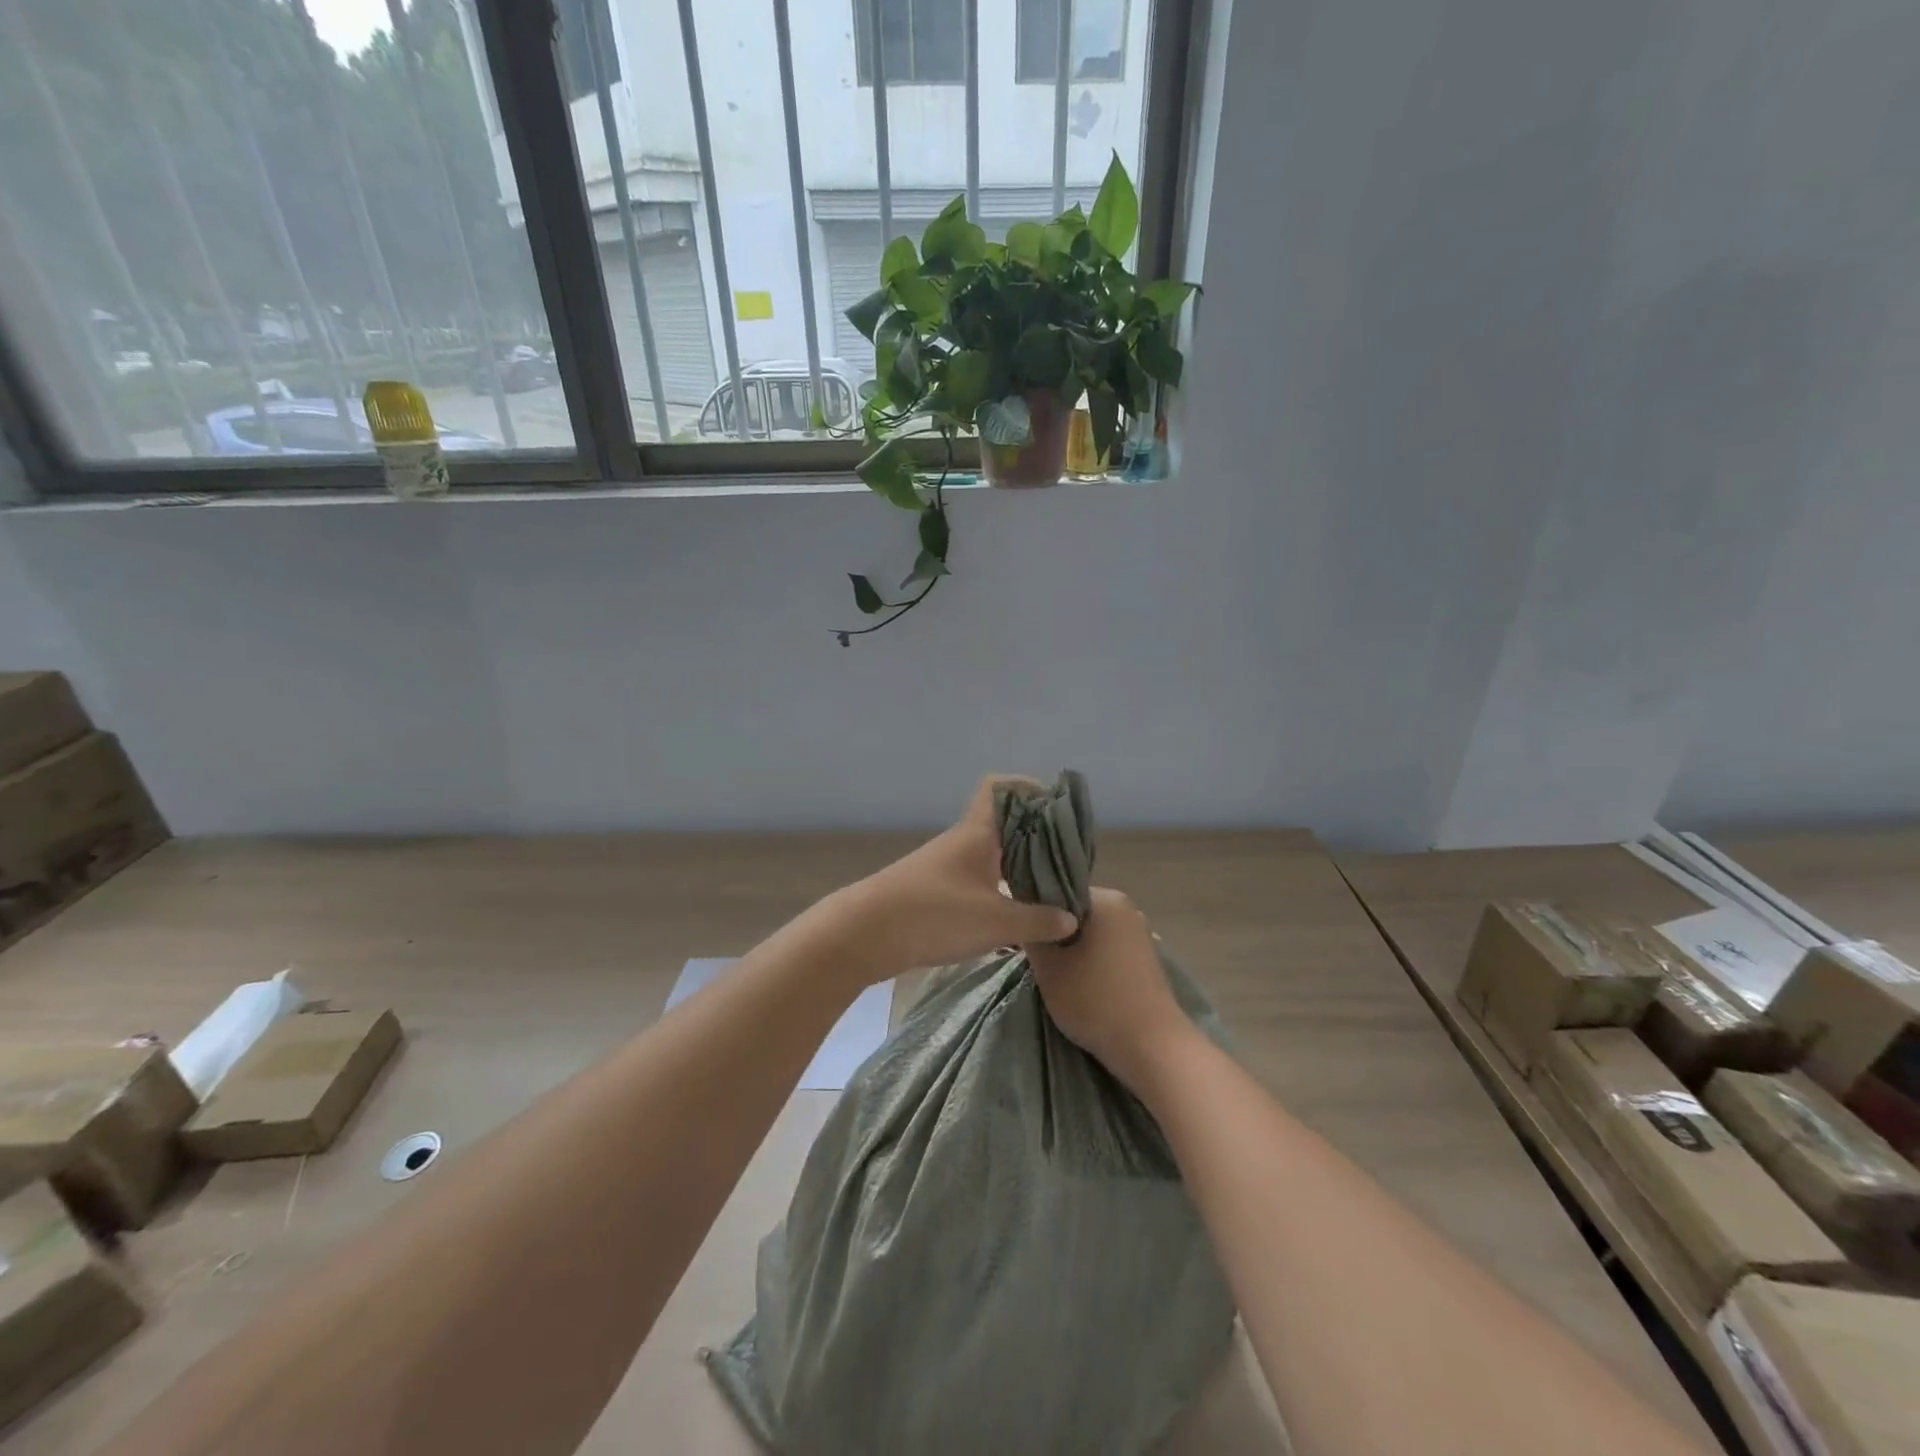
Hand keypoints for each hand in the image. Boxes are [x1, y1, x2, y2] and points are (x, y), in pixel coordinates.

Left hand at [823, 776, 1078, 983]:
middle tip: (1067, 859)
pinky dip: (999, 887)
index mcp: (977, 832)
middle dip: (1036, 836)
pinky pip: (977, 878)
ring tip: (1049, 888)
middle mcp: (962, 841)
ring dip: (1018, 865)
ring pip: (991, 853)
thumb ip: (1037, 920)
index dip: (1029, 788)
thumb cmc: (934, 915)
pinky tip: (1014, 912)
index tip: (1058, 810)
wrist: (864, 934)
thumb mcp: (995, 922)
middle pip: (1003, 824)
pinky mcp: (935, 891)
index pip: (1000, 787)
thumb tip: (1072, 917)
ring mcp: (946, 866)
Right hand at [1027, 887, 1195, 1097]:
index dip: (1037, 913)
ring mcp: (1140, 932)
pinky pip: (1109, 949)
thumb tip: (1030, 920)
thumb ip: (1033, 936)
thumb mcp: (1049, 968)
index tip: (1024, 937)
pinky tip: (1082, 983)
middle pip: (1076, 913)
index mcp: (1105, 898)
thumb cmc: (1095, 1000)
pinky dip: (1093, 961)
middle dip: (1056, 933)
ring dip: (1074, 950)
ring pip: (1092, 933)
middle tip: (1037, 960)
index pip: (1058, 892)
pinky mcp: (1146, 958)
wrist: (1152, 1046)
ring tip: (1057, 975)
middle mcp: (1126, 907)